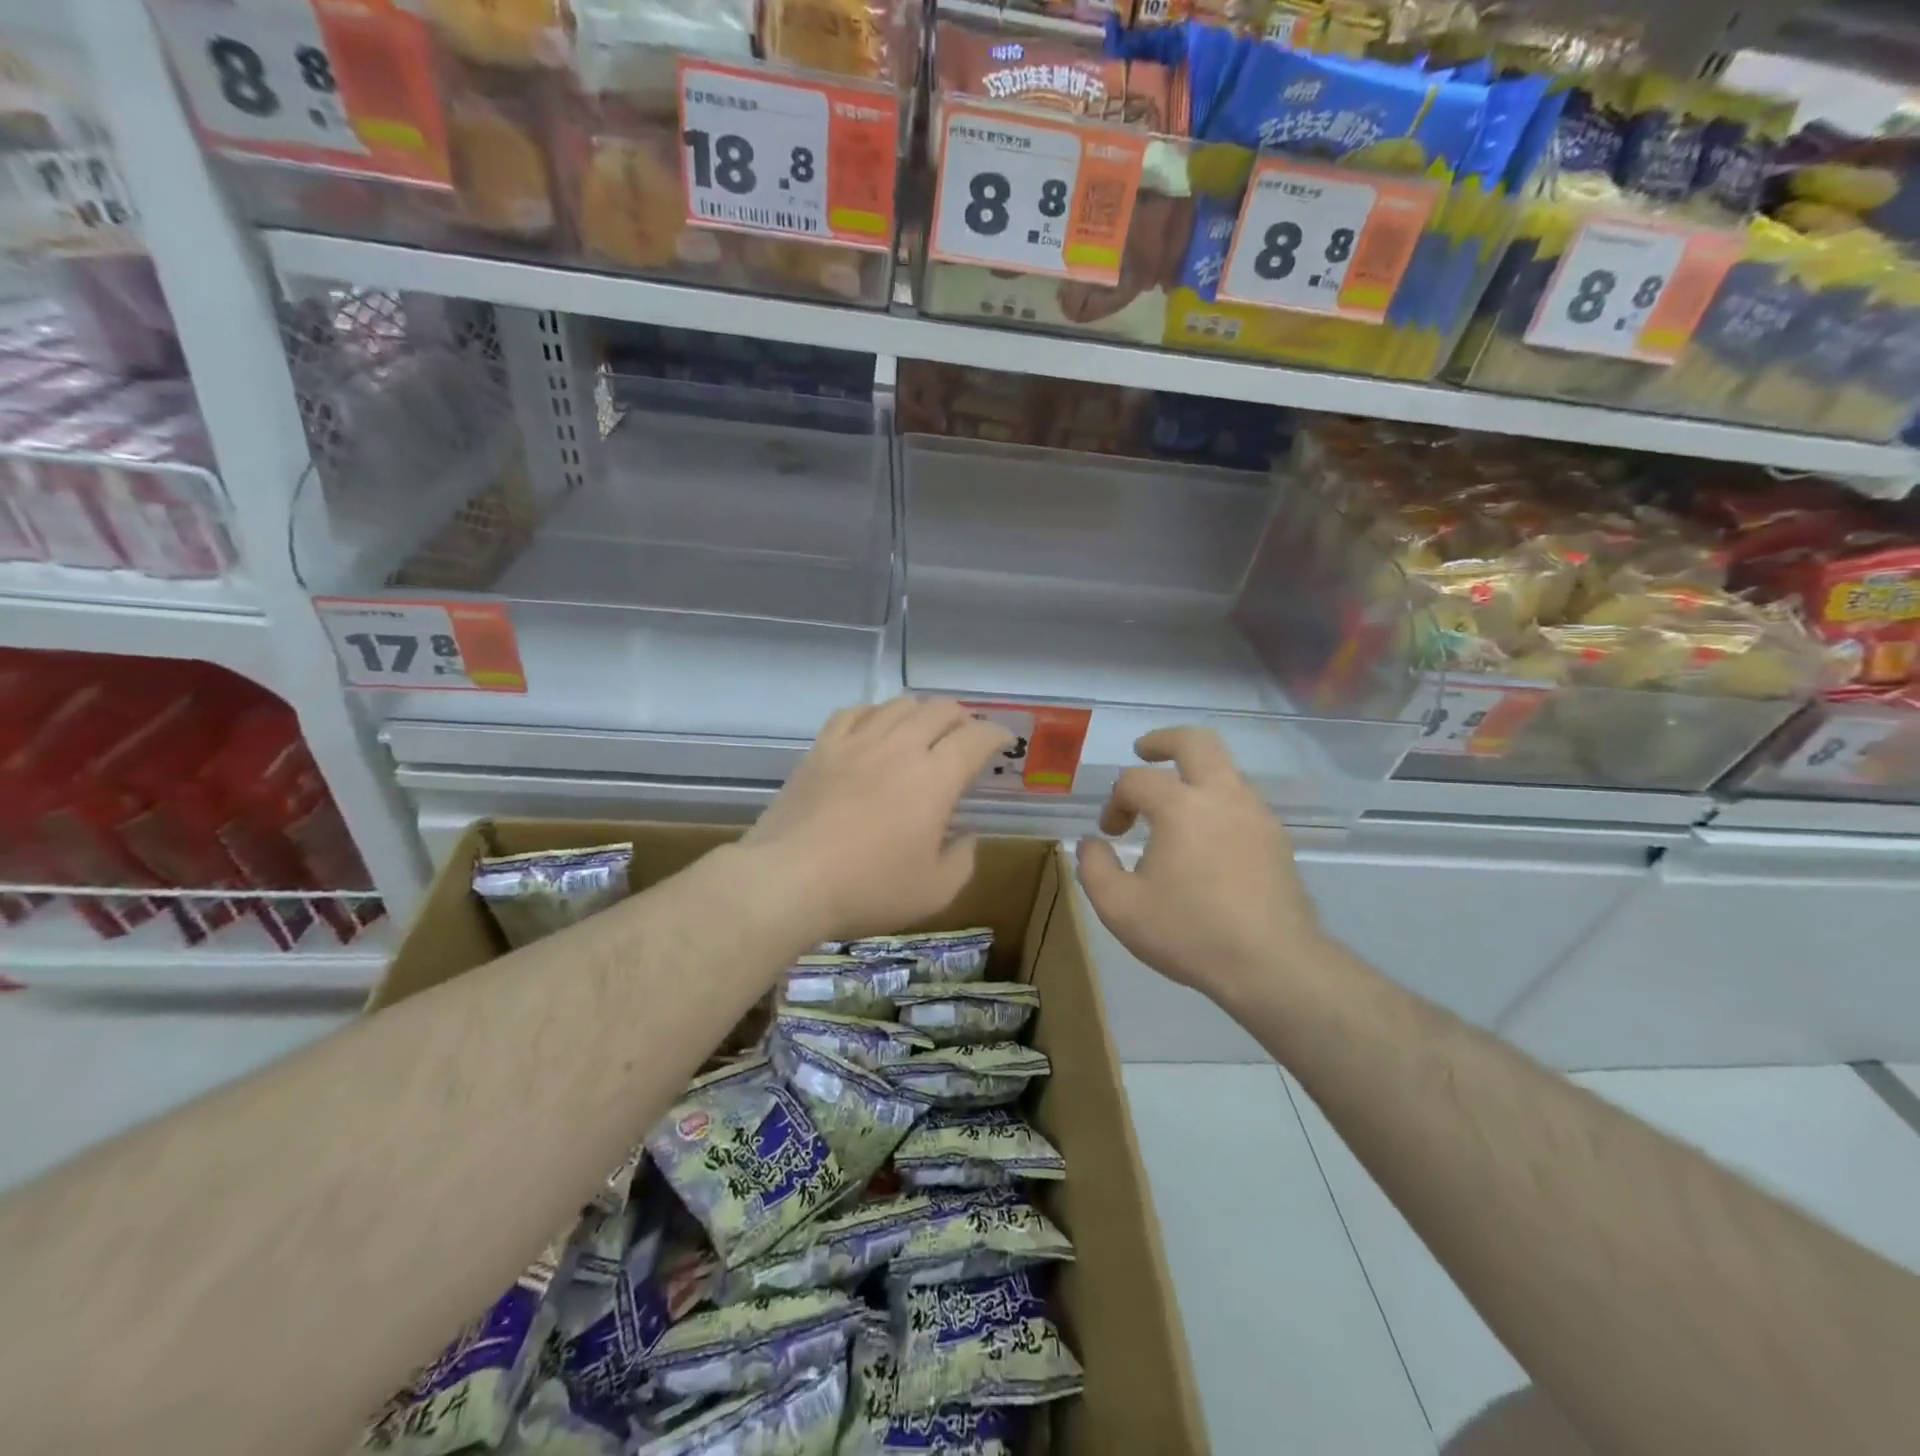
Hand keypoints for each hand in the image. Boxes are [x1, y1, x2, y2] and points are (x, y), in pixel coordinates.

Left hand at [742, 697, 1012, 941]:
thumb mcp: (934, 891)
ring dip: (921, 711)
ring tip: (924, 729)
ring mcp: (856, 743)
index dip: (996, 734)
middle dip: (962, 718)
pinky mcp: (821, 749)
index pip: (976, 738)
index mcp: (935, 778)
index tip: (1003, 743)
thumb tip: (966, 836)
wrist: (788, 881)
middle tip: (966, 737)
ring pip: (898, 705)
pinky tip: (874, 727)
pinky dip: (874, 713)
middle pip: (940, 710)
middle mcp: (900, 747)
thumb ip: (962, 859)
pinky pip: (853, 713)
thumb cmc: (868, 889)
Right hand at [1076, 727, 1323, 1008]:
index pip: (1136, 781)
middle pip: (1196, 741)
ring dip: (1193, 774)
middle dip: (1163, 740)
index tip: (1111, 834)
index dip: (1115, 802)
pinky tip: (1205, 836)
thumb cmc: (1190, 933)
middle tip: (1143, 752)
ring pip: (1224, 768)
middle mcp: (1222, 796)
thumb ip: (1093, 867)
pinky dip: (1216, 800)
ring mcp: (1256, 814)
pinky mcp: (1276, 837)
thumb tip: (1093, 843)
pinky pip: (1241, 799)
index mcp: (1181, 806)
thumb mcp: (1120, 908)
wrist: (1273, 965)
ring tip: (1172, 805)